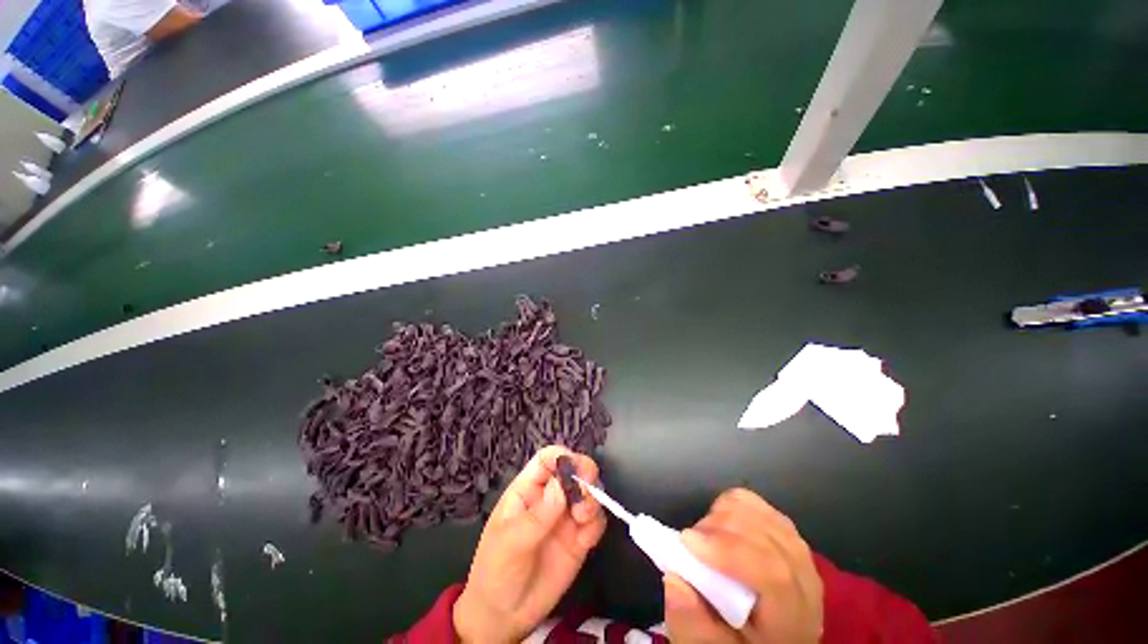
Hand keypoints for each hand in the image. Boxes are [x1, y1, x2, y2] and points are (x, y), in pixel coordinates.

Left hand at [454, 446, 605, 642]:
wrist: (504, 617)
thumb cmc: (496, 570)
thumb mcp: (510, 542)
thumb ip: (537, 515)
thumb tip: (560, 485)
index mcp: (528, 489)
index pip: (547, 460)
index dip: (562, 457)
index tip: (574, 468)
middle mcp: (550, 497)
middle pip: (574, 471)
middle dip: (584, 473)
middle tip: (585, 490)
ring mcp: (566, 518)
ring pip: (588, 493)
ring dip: (592, 498)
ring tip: (582, 518)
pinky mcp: (579, 540)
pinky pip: (595, 522)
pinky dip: (597, 524)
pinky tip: (587, 538)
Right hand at [663, 489, 822, 642]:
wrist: (768, 635)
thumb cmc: (738, 642)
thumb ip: (692, 625)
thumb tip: (673, 579)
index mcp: (793, 619)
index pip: (773, 574)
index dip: (727, 550)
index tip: (686, 541)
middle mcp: (805, 580)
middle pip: (763, 535)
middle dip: (716, 529)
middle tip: (690, 544)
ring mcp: (798, 549)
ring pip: (758, 513)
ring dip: (721, 516)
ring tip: (705, 539)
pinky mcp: (785, 530)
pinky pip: (756, 503)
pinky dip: (730, 505)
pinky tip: (720, 525)